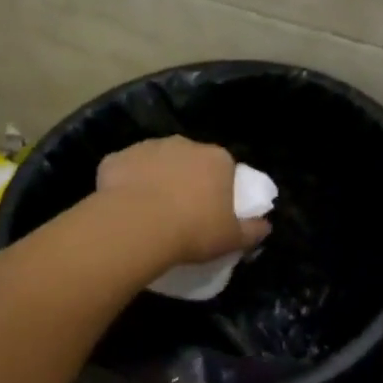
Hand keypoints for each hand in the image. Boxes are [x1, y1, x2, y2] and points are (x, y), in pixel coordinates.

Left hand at [95, 137, 269, 266]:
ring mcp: (148, 147)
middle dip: (186, 179)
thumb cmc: (193, 230)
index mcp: (217, 159)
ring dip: (156, 179)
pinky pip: (125, 170)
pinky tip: (124, 207)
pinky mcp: (116, 158)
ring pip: (156, 162)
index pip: (224, 168)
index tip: (212, 210)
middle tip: (181, 212)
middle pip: (190, 160)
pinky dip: (126, 184)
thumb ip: (252, 231)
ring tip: (150, 211)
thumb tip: (266, 226)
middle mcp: (184, 144)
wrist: (136, 226)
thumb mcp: (232, 239)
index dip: (218, 188)